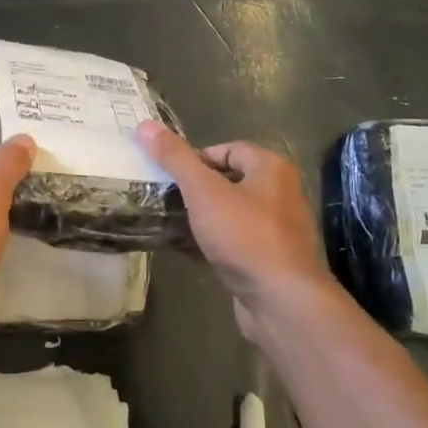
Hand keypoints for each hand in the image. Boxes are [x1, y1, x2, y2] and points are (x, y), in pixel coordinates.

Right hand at [133, 121, 335, 334]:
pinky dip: (212, 243)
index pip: (229, 149)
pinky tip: (188, 250)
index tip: (170, 176)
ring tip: (171, 223)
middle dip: (197, 189)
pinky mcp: (269, 260)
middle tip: (166, 198)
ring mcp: (277, 230)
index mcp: (271, 169)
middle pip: (229, 180)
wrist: (281, 301)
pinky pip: (235, 241)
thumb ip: (175, 159)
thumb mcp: (203, 192)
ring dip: (202, 217)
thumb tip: (145, 125)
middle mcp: (280, 194)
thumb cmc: (245, 236)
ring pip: (231, 213)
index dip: (197, 158)